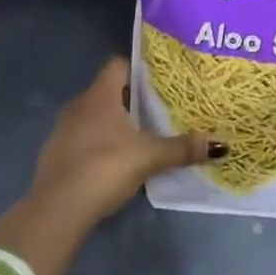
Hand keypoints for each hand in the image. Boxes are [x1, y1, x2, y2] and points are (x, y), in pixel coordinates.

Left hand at [29, 57, 218, 230]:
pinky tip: (113, 162)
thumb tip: (220, 144)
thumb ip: (182, 148)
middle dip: (131, 99)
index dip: (138, 69)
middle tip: (157, 110)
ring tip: (139, 136)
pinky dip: (97, 144)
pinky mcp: (55, 155)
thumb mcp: (149, 157)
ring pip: (93, 116)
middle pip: (108, 90)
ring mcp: (63, 130)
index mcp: (100, 94)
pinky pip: (81, 138)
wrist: (57, 210)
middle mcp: (79, 104)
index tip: (159, 81)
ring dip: (113, 123)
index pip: (118, 65)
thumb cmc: (104, 167)